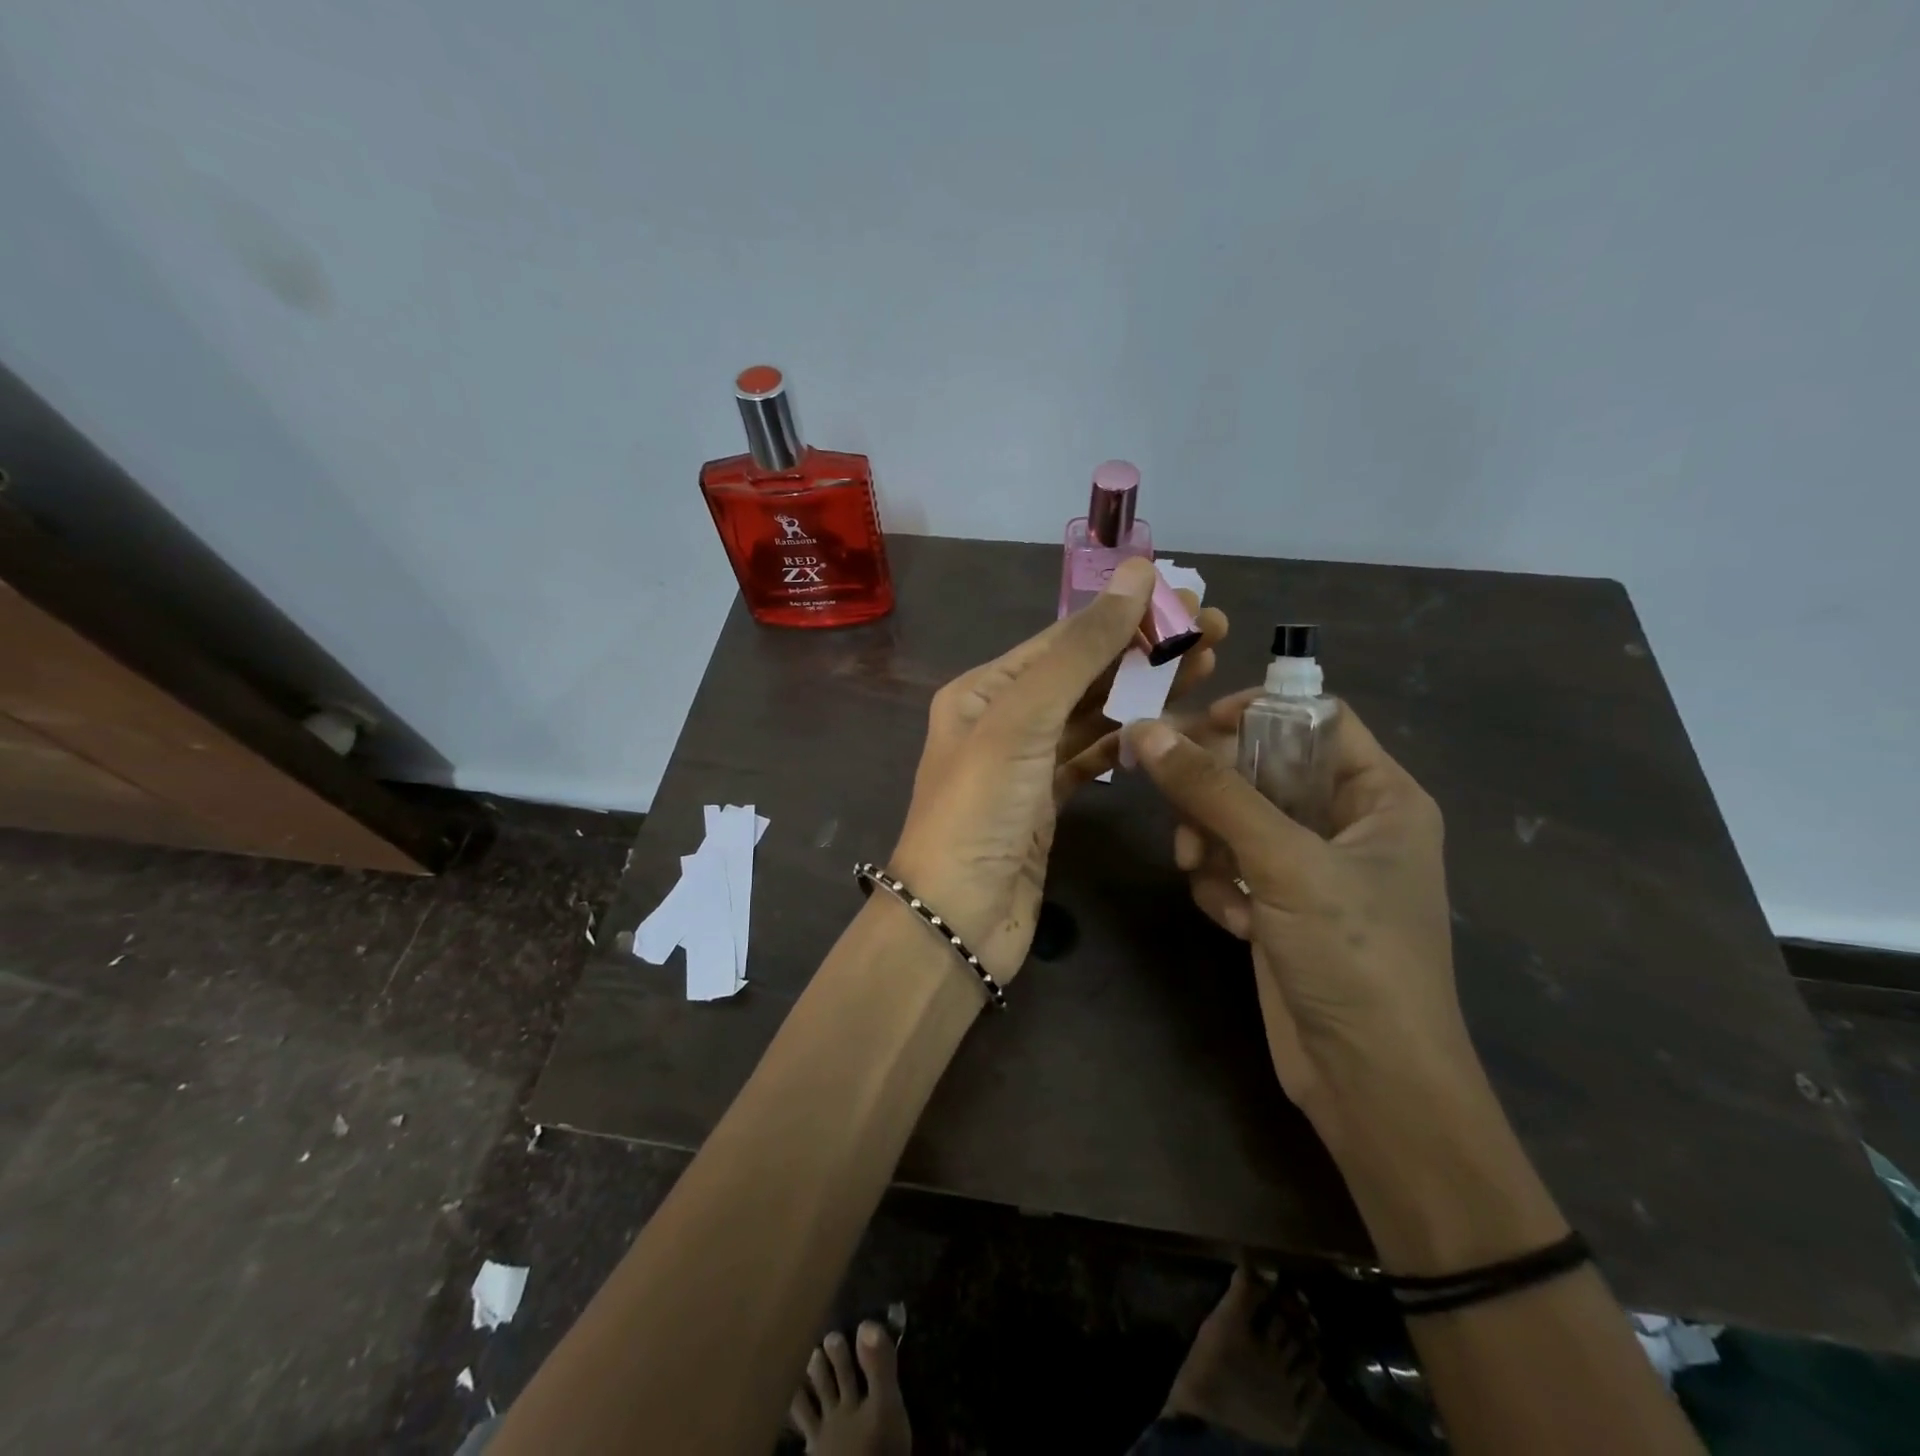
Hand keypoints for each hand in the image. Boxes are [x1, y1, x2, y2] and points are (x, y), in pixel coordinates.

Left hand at [890, 558, 1226, 982]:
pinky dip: (1127, 741)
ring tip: (1207, 668)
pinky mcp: (1046, 804)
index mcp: (983, 690)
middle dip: (1145, 651)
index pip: (1063, 639)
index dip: (1125, 616)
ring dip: (1144, 692)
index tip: (1188, 597)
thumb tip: (1136, 574)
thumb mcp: (1023, 720)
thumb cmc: (981, 810)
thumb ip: (1081, 650)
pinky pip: (1092, 758)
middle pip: (1083, 674)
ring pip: (1093, 716)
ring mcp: (1025, 764)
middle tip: (1216, 631)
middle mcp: (1001, 720)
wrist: (957, 919)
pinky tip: (1166, 726)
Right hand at [1123, 698, 1476, 1154]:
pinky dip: (1220, 885)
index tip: (1191, 727)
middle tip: (1170, 799)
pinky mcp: (1279, 907)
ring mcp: (1310, 868)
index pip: (1314, 717)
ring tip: (1199, 871)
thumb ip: (1213, 791)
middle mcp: (1348, 823)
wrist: (1370, 1084)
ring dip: (1209, 841)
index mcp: (1380, 795)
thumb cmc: (1353, 956)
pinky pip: (1231, 866)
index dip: (1255, 712)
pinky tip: (1230, 919)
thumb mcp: (1283, 861)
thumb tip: (1144, 730)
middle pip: (1263, 768)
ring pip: (1236, 819)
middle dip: (1215, 790)